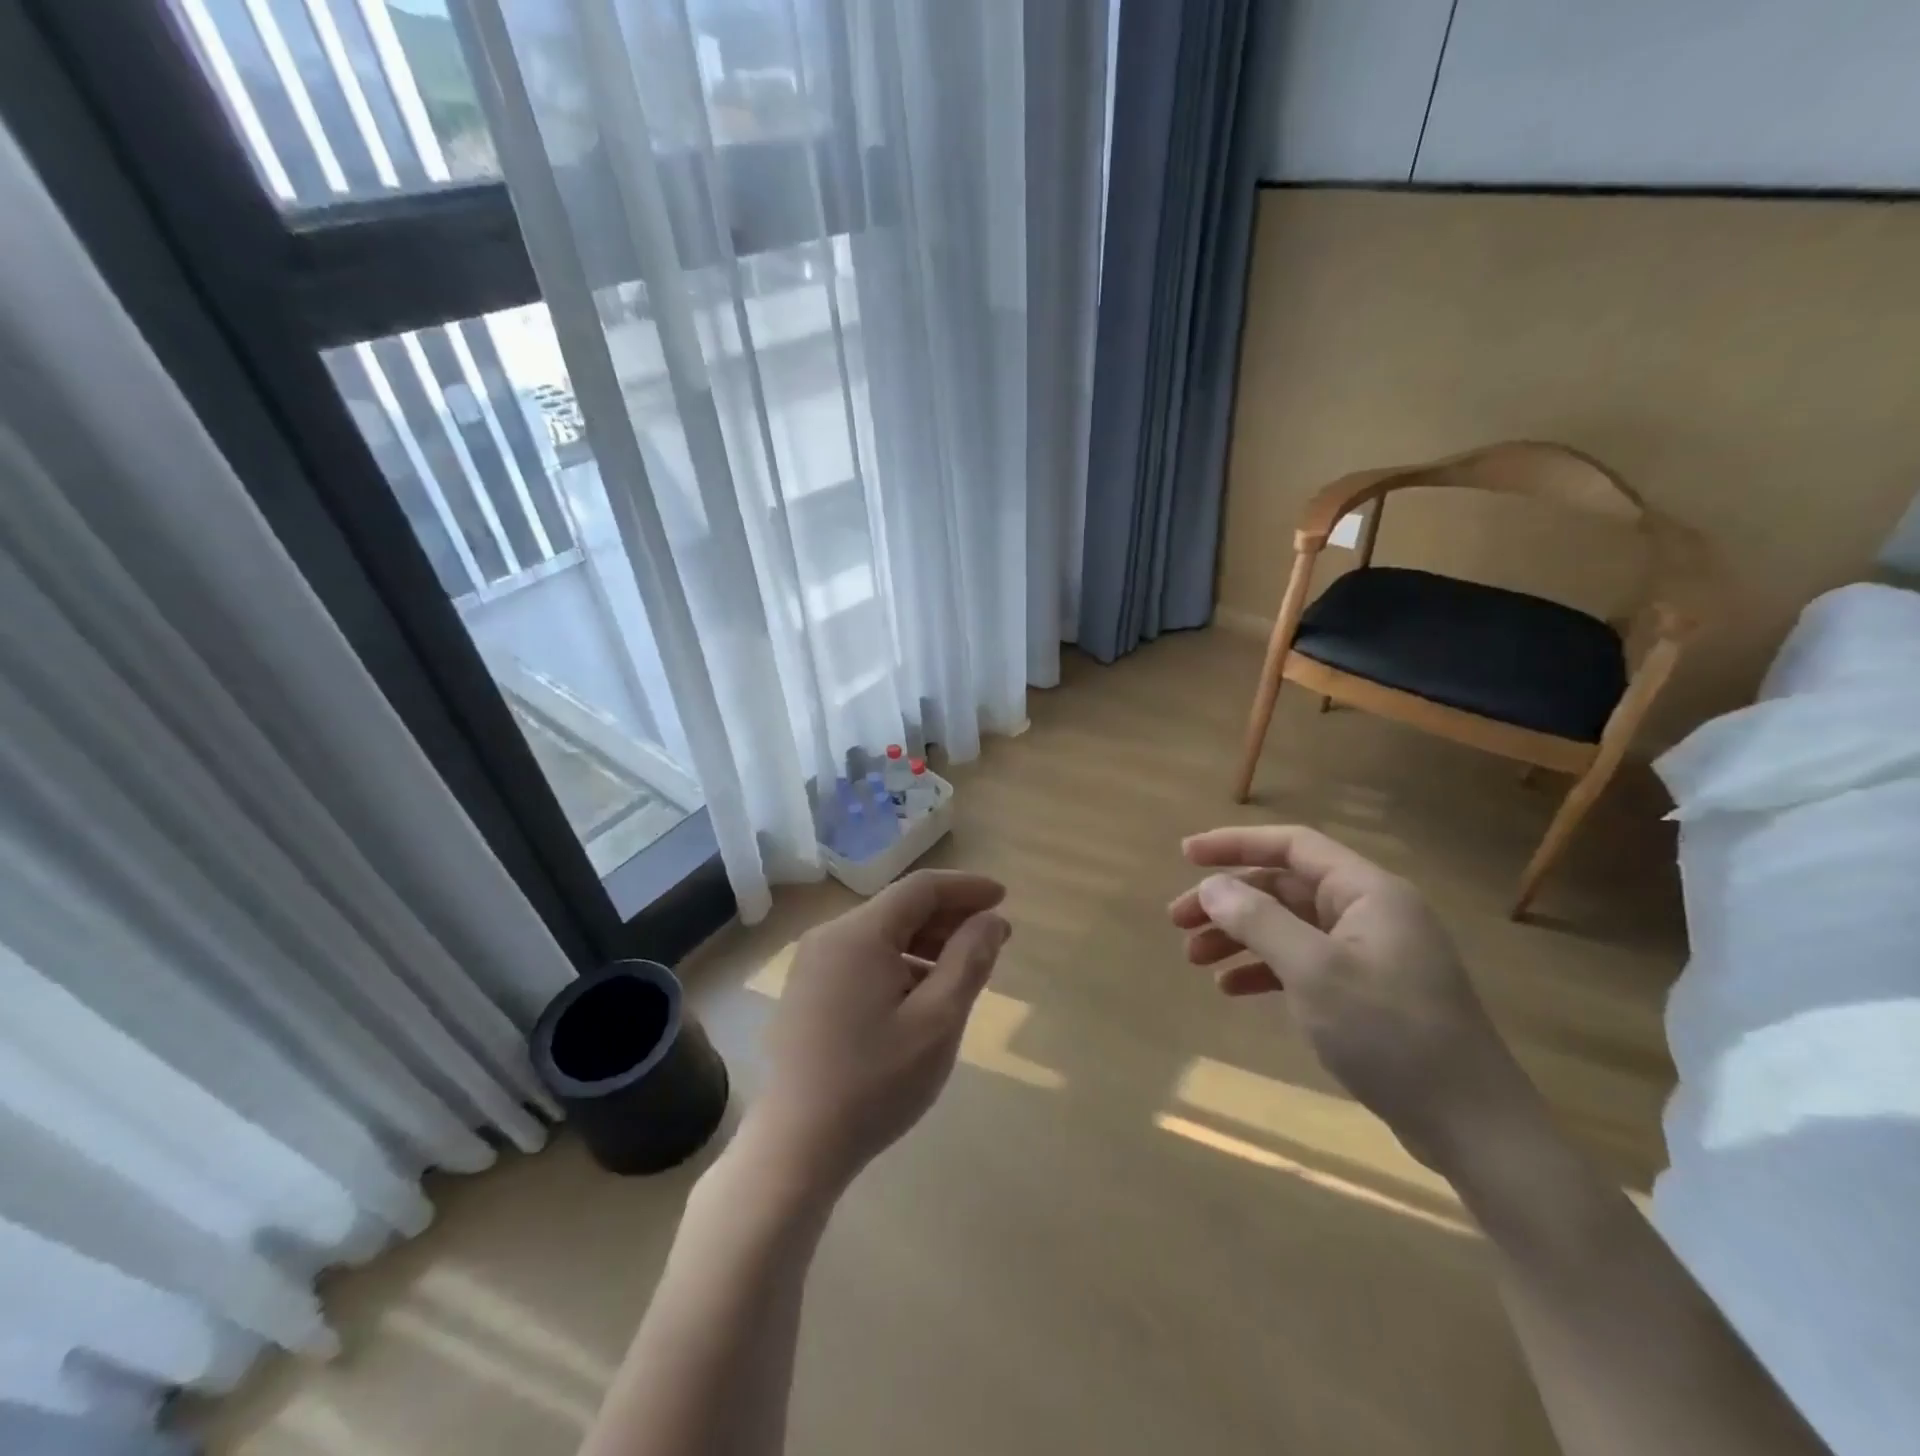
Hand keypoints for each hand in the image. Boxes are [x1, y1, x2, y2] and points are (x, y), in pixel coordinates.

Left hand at [741, 870, 1010, 1196]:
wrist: (795, 1147)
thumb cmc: (874, 1082)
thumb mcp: (937, 1021)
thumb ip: (969, 961)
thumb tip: (991, 920)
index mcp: (858, 934)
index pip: (921, 888)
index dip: (966, 888)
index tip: (1003, 899)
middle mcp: (829, 937)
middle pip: (899, 909)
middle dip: (949, 918)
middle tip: (993, 939)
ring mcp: (812, 965)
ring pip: (881, 936)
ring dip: (926, 943)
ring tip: (963, 970)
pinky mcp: (806, 993)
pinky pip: (861, 960)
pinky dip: (898, 964)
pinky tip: (921, 996)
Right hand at [1168, 825, 1536, 1170]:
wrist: (1473, 1128)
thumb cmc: (1391, 1034)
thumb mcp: (1314, 972)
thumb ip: (1259, 921)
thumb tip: (1212, 886)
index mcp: (1368, 892)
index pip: (1292, 845)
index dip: (1235, 843)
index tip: (1186, 855)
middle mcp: (1369, 912)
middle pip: (1284, 887)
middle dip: (1228, 900)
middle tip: (1177, 920)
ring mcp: (1370, 953)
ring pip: (1288, 926)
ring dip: (1239, 936)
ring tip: (1193, 957)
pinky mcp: (1367, 991)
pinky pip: (1302, 962)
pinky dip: (1264, 969)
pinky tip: (1231, 987)